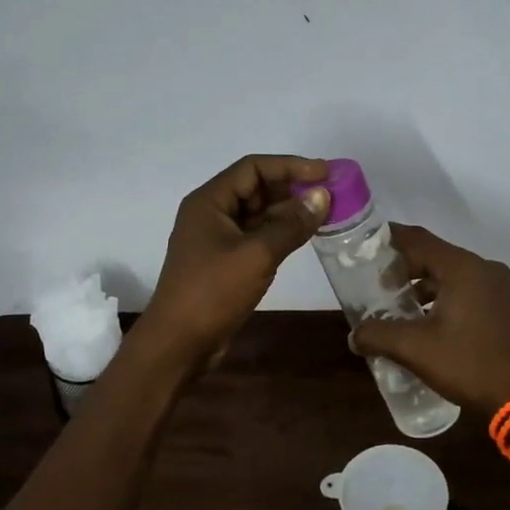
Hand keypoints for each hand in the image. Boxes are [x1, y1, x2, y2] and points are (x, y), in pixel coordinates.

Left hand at [138, 154, 331, 368]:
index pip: (253, 168)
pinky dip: (280, 233)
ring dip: (288, 211)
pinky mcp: (225, 261)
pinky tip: (304, 236)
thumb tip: (322, 196)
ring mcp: (217, 239)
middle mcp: (211, 213)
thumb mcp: (256, 255)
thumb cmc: (213, 292)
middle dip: (292, 188)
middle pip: (256, 188)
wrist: (179, 342)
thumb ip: (291, 225)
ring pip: (258, 213)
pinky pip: (256, 236)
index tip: (325, 173)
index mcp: (209, 201)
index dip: (290, 166)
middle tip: (330, 194)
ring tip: (325, 213)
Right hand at [349, 224, 509, 414]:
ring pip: (449, 274)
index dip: (388, 239)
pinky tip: (423, 321)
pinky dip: (440, 297)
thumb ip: (378, 335)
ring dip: (421, 285)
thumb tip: (353, 336)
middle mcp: (482, 269)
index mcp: (462, 268)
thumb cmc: (468, 364)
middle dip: (402, 267)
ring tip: (395, 305)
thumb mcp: (414, 349)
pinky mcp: (502, 307)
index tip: (364, 245)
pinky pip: (464, 290)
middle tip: (374, 283)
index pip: (418, 239)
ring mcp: (497, 288)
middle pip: (434, 255)